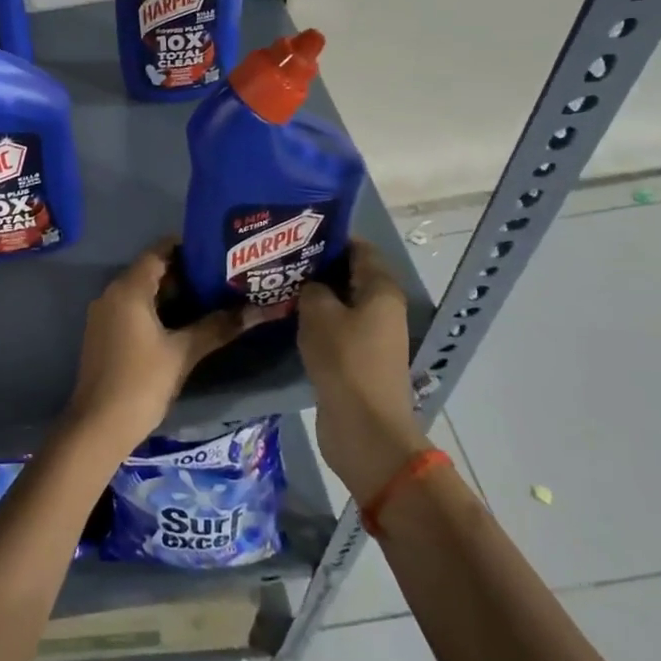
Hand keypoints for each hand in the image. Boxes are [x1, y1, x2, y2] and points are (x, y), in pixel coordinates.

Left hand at [63, 240, 256, 457]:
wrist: (98, 425)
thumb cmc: (141, 381)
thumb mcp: (183, 353)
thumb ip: (218, 327)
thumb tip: (257, 311)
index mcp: (128, 289)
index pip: (158, 252)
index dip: (186, 247)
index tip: (217, 250)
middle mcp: (112, 293)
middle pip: (151, 271)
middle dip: (185, 273)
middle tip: (221, 276)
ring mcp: (105, 315)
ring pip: (143, 292)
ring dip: (173, 294)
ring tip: (211, 297)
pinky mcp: (104, 334)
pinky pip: (133, 310)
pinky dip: (158, 310)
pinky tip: (184, 324)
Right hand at [297, 239, 425, 502]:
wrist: (364, 427)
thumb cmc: (344, 361)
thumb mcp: (319, 314)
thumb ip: (312, 289)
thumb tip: (311, 285)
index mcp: (381, 290)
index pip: (359, 248)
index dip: (330, 238)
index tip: (296, 232)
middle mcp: (382, 309)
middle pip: (350, 275)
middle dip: (318, 266)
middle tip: (280, 259)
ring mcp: (372, 336)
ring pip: (341, 304)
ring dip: (315, 296)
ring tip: (278, 285)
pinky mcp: (359, 359)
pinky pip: (337, 329)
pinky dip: (317, 322)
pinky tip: (288, 318)